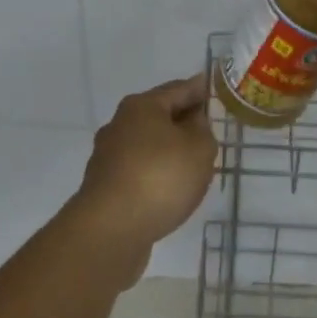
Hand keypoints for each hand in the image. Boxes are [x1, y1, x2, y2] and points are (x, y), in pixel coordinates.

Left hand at [66, 74, 217, 284]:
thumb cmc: (160, 178)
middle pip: (158, 115)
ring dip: (167, 150)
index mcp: (142, 106)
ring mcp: (108, 156)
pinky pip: (138, 170)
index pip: (178, 89)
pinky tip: (168, 189)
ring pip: (147, 144)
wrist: (110, 229)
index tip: (212, 88)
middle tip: (207, 129)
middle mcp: (120, 124)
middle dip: (182, 120)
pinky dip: (155, 173)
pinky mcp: (104, 186)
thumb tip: (191, 122)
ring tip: (191, 163)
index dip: (199, 89)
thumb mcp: (199, 148)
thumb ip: (202, 130)